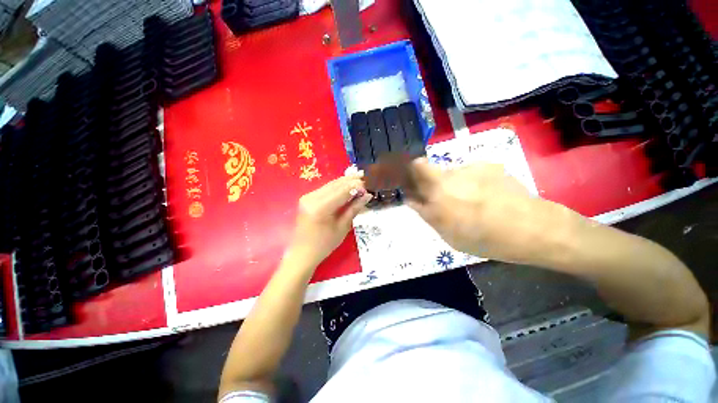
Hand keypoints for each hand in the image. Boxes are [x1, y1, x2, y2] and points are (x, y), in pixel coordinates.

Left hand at [288, 173, 372, 267]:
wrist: (302, 253)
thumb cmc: (324, 244)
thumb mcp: (343, 227)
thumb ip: (354, 208)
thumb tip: (367, 195)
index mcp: (321, 207)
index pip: (342, 191)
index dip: (356, 186)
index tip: (368, 186)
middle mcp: (312, 198)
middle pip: (336, 184)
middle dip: (351, 181)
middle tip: (364, 178)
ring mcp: (308, 196)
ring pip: (330, 184)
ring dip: (344, 182)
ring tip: (358, 178)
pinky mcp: (307, 198)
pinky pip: (325, 188)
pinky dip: (337, 186)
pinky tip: (346, 185)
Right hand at [404, 159, 572, 263]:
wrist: (533, 228)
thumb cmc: (485, 238)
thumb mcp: (447, 234)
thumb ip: (427, 213)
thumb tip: (412, 199)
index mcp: (437, 190)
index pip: (415, 167)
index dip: (408, 173)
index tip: (409, 184)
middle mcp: (450, 174)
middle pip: (428, 168)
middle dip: (427, 181)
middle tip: (441, 199)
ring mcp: (471, 167)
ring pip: (450, 173)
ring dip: (452, 184)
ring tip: (471, 202)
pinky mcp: (488, 165)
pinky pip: (469, 173)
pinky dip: (470, 183)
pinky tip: (487, 197)